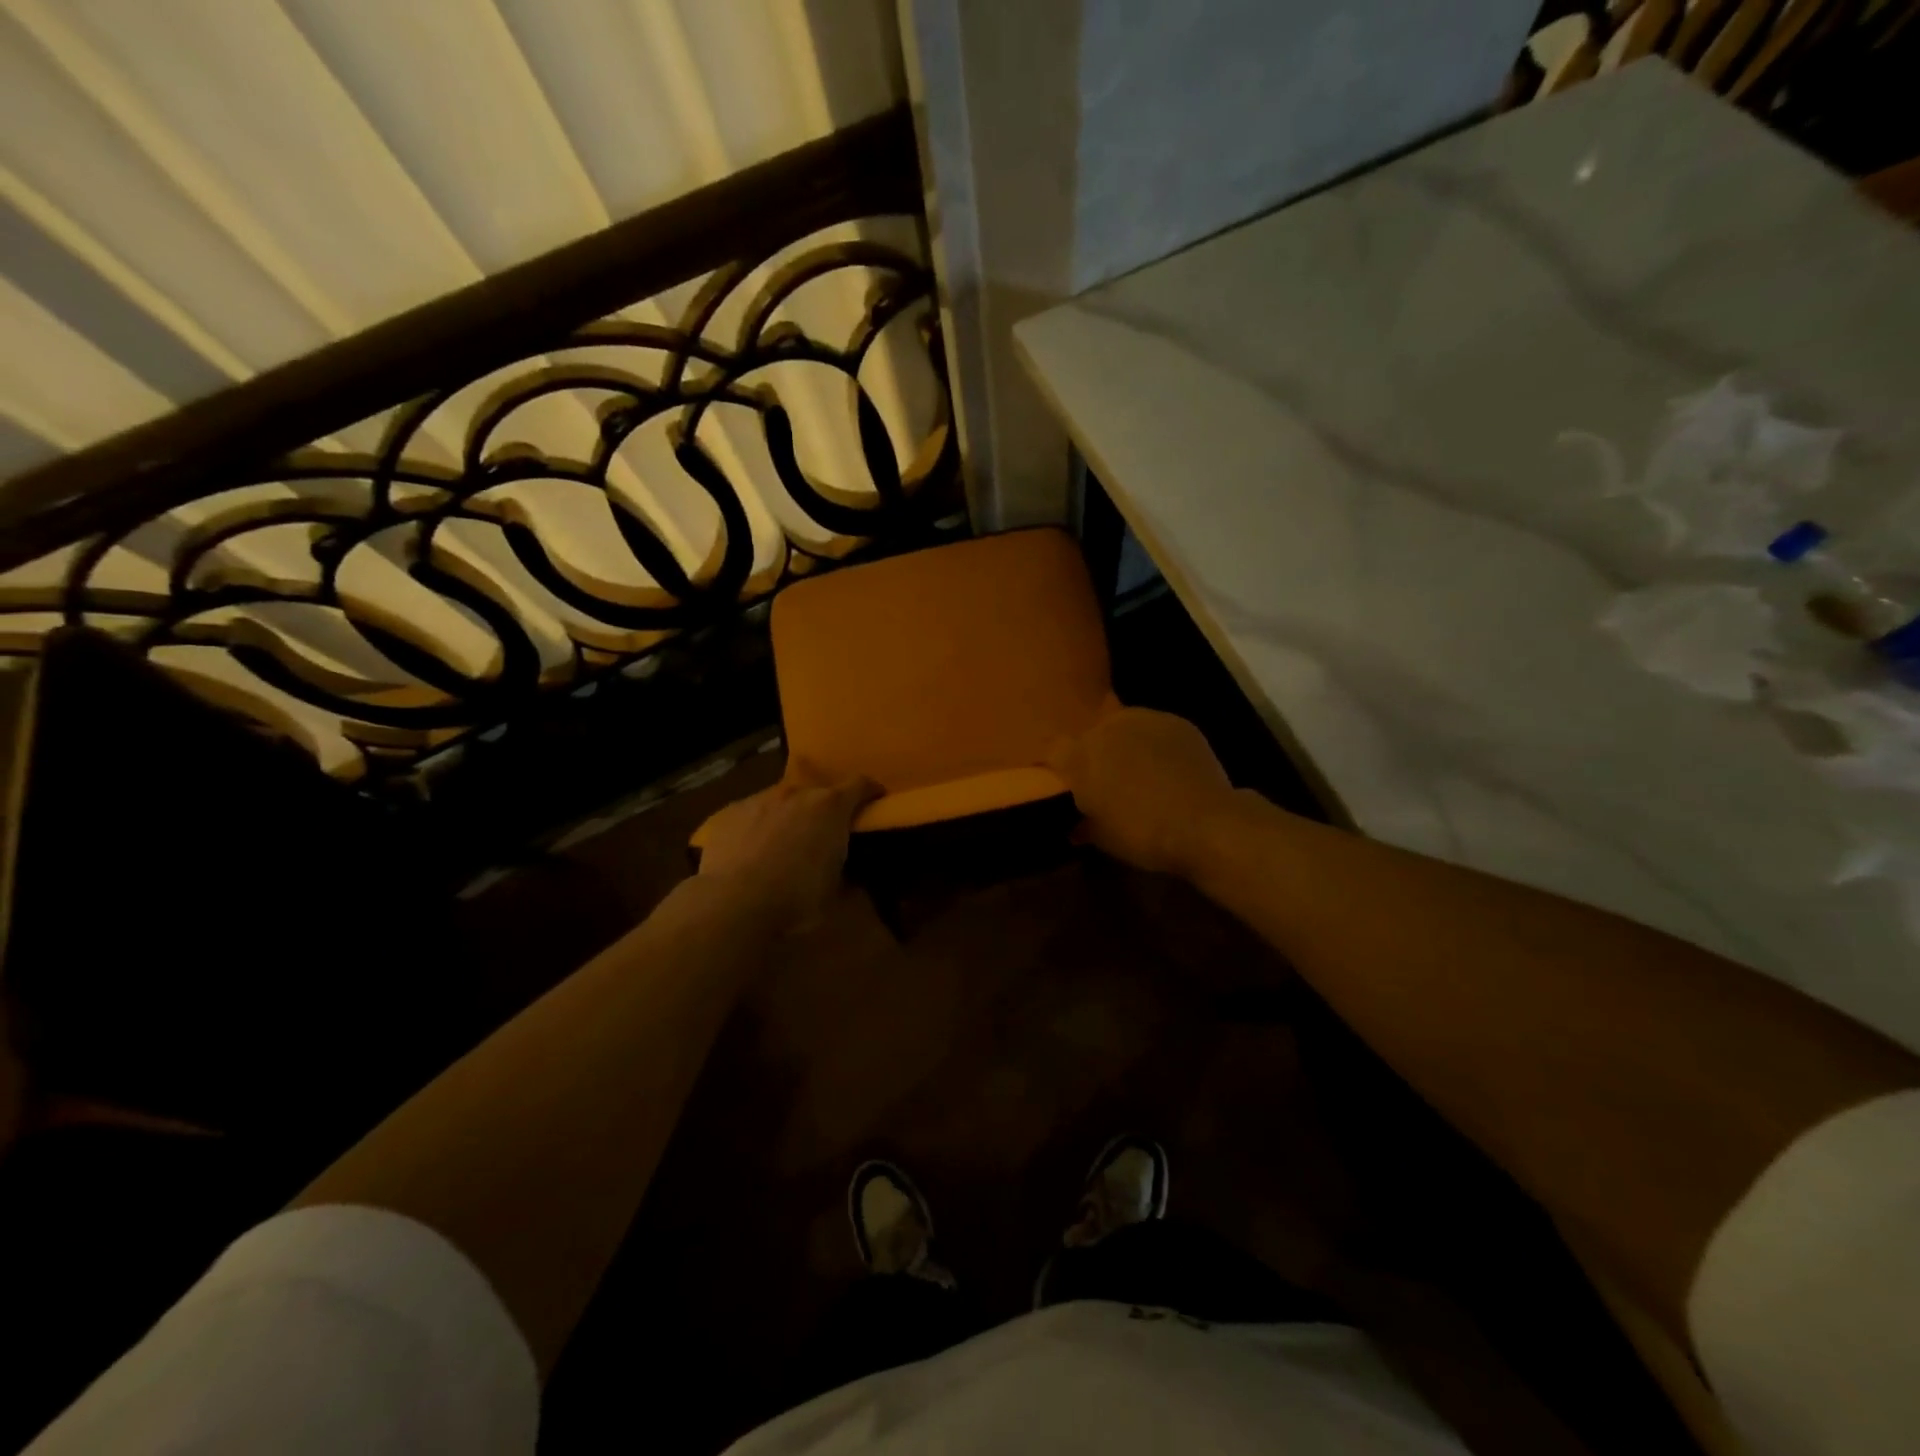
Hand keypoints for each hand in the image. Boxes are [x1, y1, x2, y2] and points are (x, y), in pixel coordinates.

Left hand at [696, 762, 880, 928]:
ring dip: (788, 816)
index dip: (870, 792)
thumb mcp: (833, 893)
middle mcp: (796, 793)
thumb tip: (849, 873)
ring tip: (782, 845)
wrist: (731, 903)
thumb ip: (844, 872)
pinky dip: (757, 827)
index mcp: (830, 807)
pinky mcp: (728, 812)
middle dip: (824, 809)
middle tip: (823, 835)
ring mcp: (759, 799)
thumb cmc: (794, 899)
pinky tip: (749, 853)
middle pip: (817, 792)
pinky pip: (751, 814)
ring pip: (782, 801)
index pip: (860, 785)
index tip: (874, 802)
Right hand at [1048, 707, 1237, 877]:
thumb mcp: (1103, 839)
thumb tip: (1077, 827)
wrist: (1204, 823)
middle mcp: (1107, 728)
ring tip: (1140, 772)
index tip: (1067, 785)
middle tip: (1107, 782)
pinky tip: (1169, 768)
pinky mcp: (1178, 722)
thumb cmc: (1142, 834)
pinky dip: (1156, 745)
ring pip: (1124, 727)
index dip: (1059, 767)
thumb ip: (1085, 826)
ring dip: (1126, 745)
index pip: (1053, 751)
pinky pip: (1156, 730)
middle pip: (1091, 735)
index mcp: (1079, 756)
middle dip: (1095, 754)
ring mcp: (1144, 719)